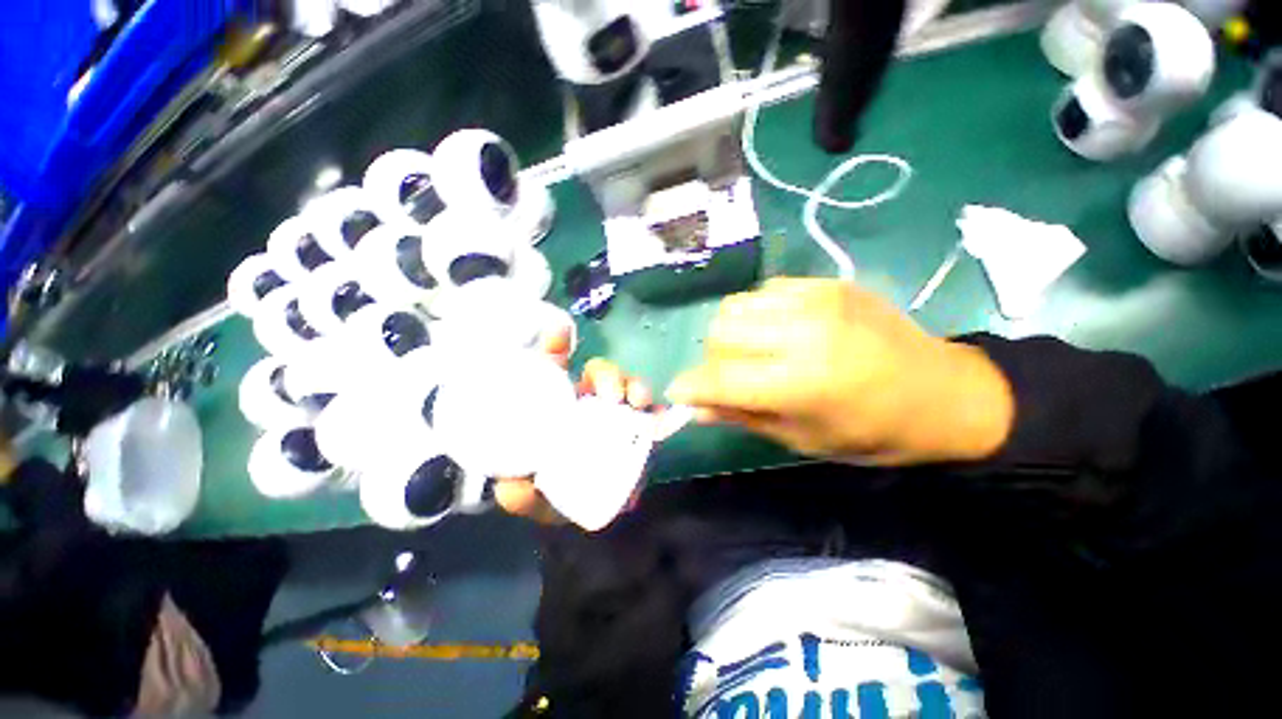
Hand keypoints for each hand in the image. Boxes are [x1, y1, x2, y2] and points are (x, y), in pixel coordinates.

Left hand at [491, 328, 655, 523]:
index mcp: (558, 407)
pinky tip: (659, 416)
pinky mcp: (640, 426)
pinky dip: (657, 410)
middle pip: (599, 373)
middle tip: (610, 394)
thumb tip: (509, 488)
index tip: (558, 334)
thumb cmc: (556, 497)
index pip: (556, 369)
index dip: (557, 347)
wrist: (595, 512)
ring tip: (637, 401)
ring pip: (627, 386)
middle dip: (607, 373)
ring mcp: (616, 412)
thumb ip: (519, 497)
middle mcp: (588, 402)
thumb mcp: (534, 499)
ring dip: (634, 386)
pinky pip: (652, 411)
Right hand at [666, 278, 1014, 464]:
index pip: (720, 378)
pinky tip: (780, 329)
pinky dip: (757, 313)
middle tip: (730, 375)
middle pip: (720, 332)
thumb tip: (696, 408)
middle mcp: (804, 332)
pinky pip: (764, 291)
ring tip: (754, 350)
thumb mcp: (802, 438)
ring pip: (735, 306)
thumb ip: (743, 416)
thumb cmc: (872, 431)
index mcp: (802, 381)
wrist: (942, 391)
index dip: (690, 386)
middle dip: (712, 358)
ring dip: (731, 333)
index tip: (678, 393)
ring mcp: (817, 299)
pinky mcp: (827, 283)